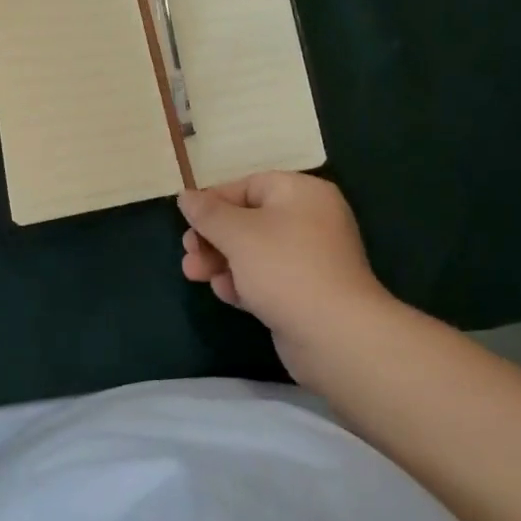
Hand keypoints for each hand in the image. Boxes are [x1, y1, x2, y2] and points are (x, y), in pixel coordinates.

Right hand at [178, 173, 396, 379]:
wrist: (335, 335)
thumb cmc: (284, 267)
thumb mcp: (238, 233)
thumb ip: (208, 213)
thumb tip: (185, 196)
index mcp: (302, 193)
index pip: (249, 186)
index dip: (214, 201)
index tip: (186, 221)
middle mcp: (310, 219)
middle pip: (249, 220)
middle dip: (213, 238)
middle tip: (188, 253)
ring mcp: (310, 258)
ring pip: (254, 252)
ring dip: (222, 261)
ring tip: (194, 275)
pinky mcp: (306, 292)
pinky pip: (267, 278)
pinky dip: (244, 282)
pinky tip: (224, 294)